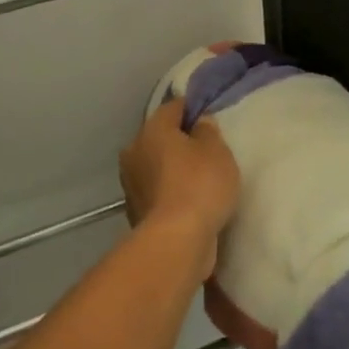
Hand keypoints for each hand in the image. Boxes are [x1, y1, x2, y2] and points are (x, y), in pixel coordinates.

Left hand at [118, 100, 239, 277]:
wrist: (176, 241)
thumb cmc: (199, 185)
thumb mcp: (217, 151)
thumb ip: (208, 131)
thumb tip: (199, 123)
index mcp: (152, 129)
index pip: (173, 107)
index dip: (193, 109)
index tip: (210, 119)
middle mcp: (135, 150)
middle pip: (161, 137)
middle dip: (181, 141)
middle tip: (208, 152)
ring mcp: (131, 182)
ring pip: (157, 165)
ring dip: (173, 169)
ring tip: (201, 180)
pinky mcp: (135, 210)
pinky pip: (158, 191)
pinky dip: (170, 193)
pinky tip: (190, 202)